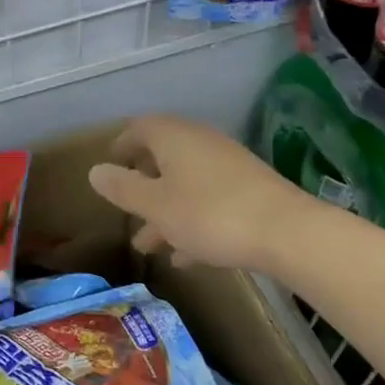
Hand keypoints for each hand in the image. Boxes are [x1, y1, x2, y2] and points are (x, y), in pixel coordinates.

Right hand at [87, 114, 315, 272]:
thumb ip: (122, 188)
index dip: (121, 145)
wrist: (288, 234)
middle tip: (125, 207)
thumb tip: (96, 171)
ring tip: (148, 246)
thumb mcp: (155, 205)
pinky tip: (186, 256)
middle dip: (142, 185)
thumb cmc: (209, 214)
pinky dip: (192, 222)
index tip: (108, 166)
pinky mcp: (250, 192)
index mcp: (174, 138)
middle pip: (163, 158)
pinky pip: (210, 202)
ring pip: (186, 185)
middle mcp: (201, 144)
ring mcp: (228, 168)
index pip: (140, 128)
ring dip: (164, 211)